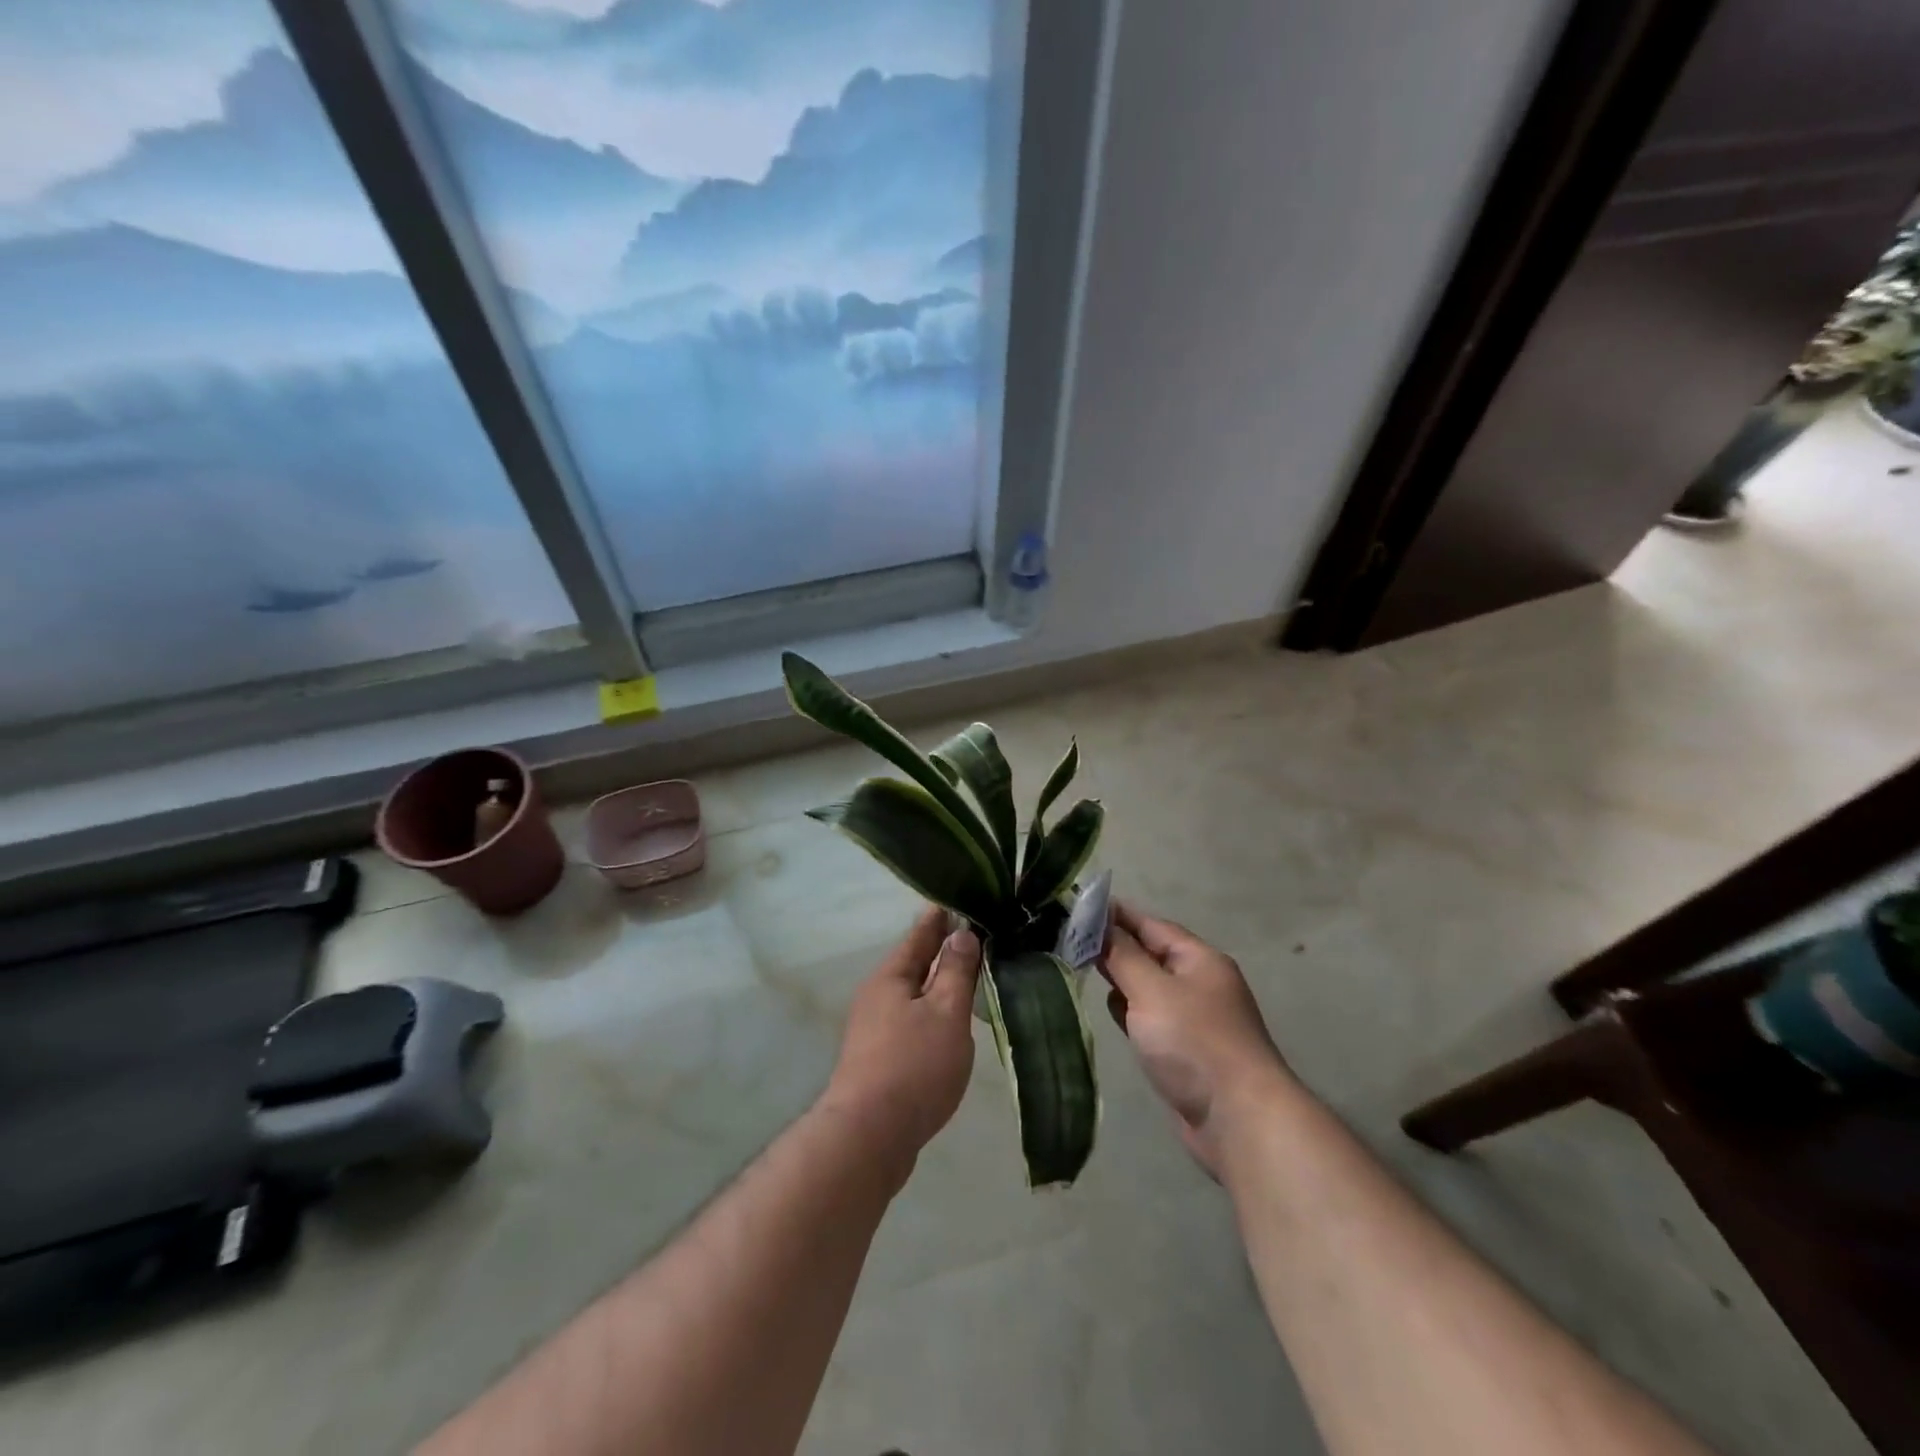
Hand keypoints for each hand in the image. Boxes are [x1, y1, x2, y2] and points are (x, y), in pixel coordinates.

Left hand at [819, 907, 980, 1178]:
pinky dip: (930, 1011)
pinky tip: (946, 1023)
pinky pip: (910, 1020)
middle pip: (913, 963)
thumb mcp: (945, 1013)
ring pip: (911, 994)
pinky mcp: (878, 1059)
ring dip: (936, 982)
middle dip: (939, 948)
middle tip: (971, 932)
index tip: (958, 898)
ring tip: (964, 974)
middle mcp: (877, 996)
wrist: (869, 1138)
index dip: (941, 917)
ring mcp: (873, 1029)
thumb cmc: (913, 1066)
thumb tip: (962, 934)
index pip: (920, 934)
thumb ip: (956, 973)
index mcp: (891, 977)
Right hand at [1099, 902, 1290, 1178]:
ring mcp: (1192, 1019)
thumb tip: (1101, 924)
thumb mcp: (1152, 990)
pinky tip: (1110, 1011)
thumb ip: (1123, 955)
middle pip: (1149, 954)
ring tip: (1079, 969)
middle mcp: (1198, 983)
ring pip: (1147, 987)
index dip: (1115, 915)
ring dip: (1119, 980)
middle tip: (1068, 939)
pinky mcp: (1183, 1051)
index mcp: (1199, 959)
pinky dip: (1130, 1012)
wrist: (1238, 1120)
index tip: (1077, 908)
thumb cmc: (1194, 1043)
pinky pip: (1150, 1019)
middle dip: (1113, 947)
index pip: (1151, 925)